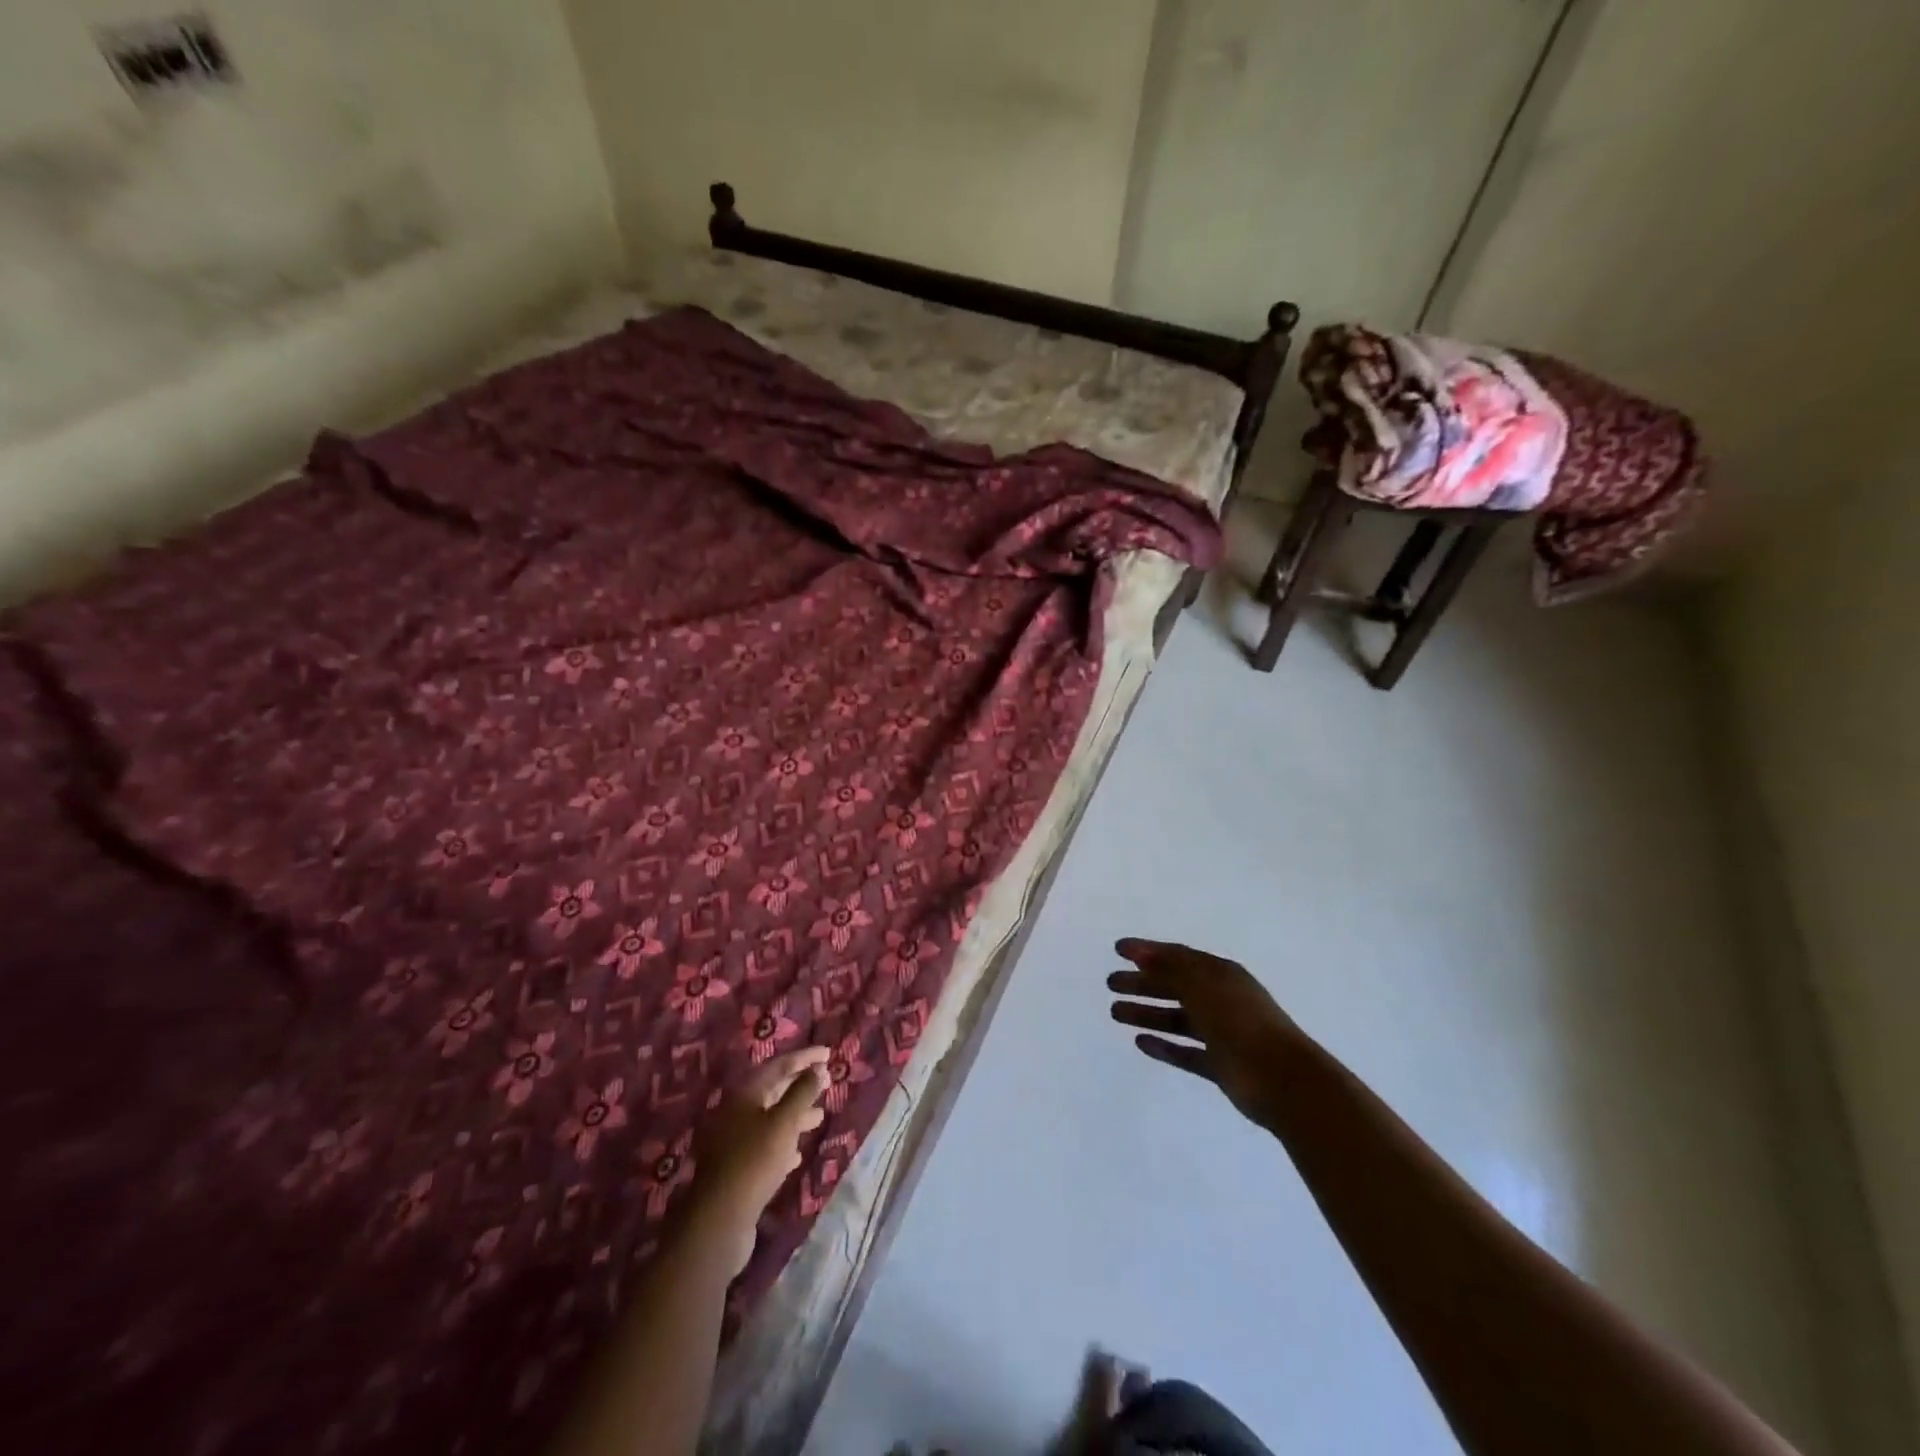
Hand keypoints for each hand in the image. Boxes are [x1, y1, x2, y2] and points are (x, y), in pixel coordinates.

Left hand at [690, 1046, 829, 1272]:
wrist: (719, 1219)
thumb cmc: (755, 1160)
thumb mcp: (784, 1122)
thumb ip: (803, 1093)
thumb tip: (819, 1069)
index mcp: (744, 1093)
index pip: (779, 1065)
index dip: (805, 1058)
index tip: (829, 1054)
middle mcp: (735, 1111)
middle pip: (772, 1090)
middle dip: (800, 1085)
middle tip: (826, 1081)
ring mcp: (732, 1140)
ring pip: (769, 1118)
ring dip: (795, 1115)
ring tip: (820, 1116)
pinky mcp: (734, 1166)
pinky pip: (763, 1144)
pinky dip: (783, 1142)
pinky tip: (797, 1153)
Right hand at [1108, 938, 1301, 1127]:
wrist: (1282, 1080)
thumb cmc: (1239, 1021)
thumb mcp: (1202, 985)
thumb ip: (1170, 968)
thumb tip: (1141, 952)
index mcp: (1220, 974)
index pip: (1178, 956)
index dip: (1148, 950)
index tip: (1118, 949)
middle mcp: (1220, 999)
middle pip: (1175, 986)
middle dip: (1142, 983)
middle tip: (1111, 984)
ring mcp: (1222, 1034)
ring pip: (1177, 1019)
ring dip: (1147, 1013)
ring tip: (1114, 1013)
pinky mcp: (1221, 1065)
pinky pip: (1186, 1052)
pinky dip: (1164, 1046)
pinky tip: (1140, 1042)